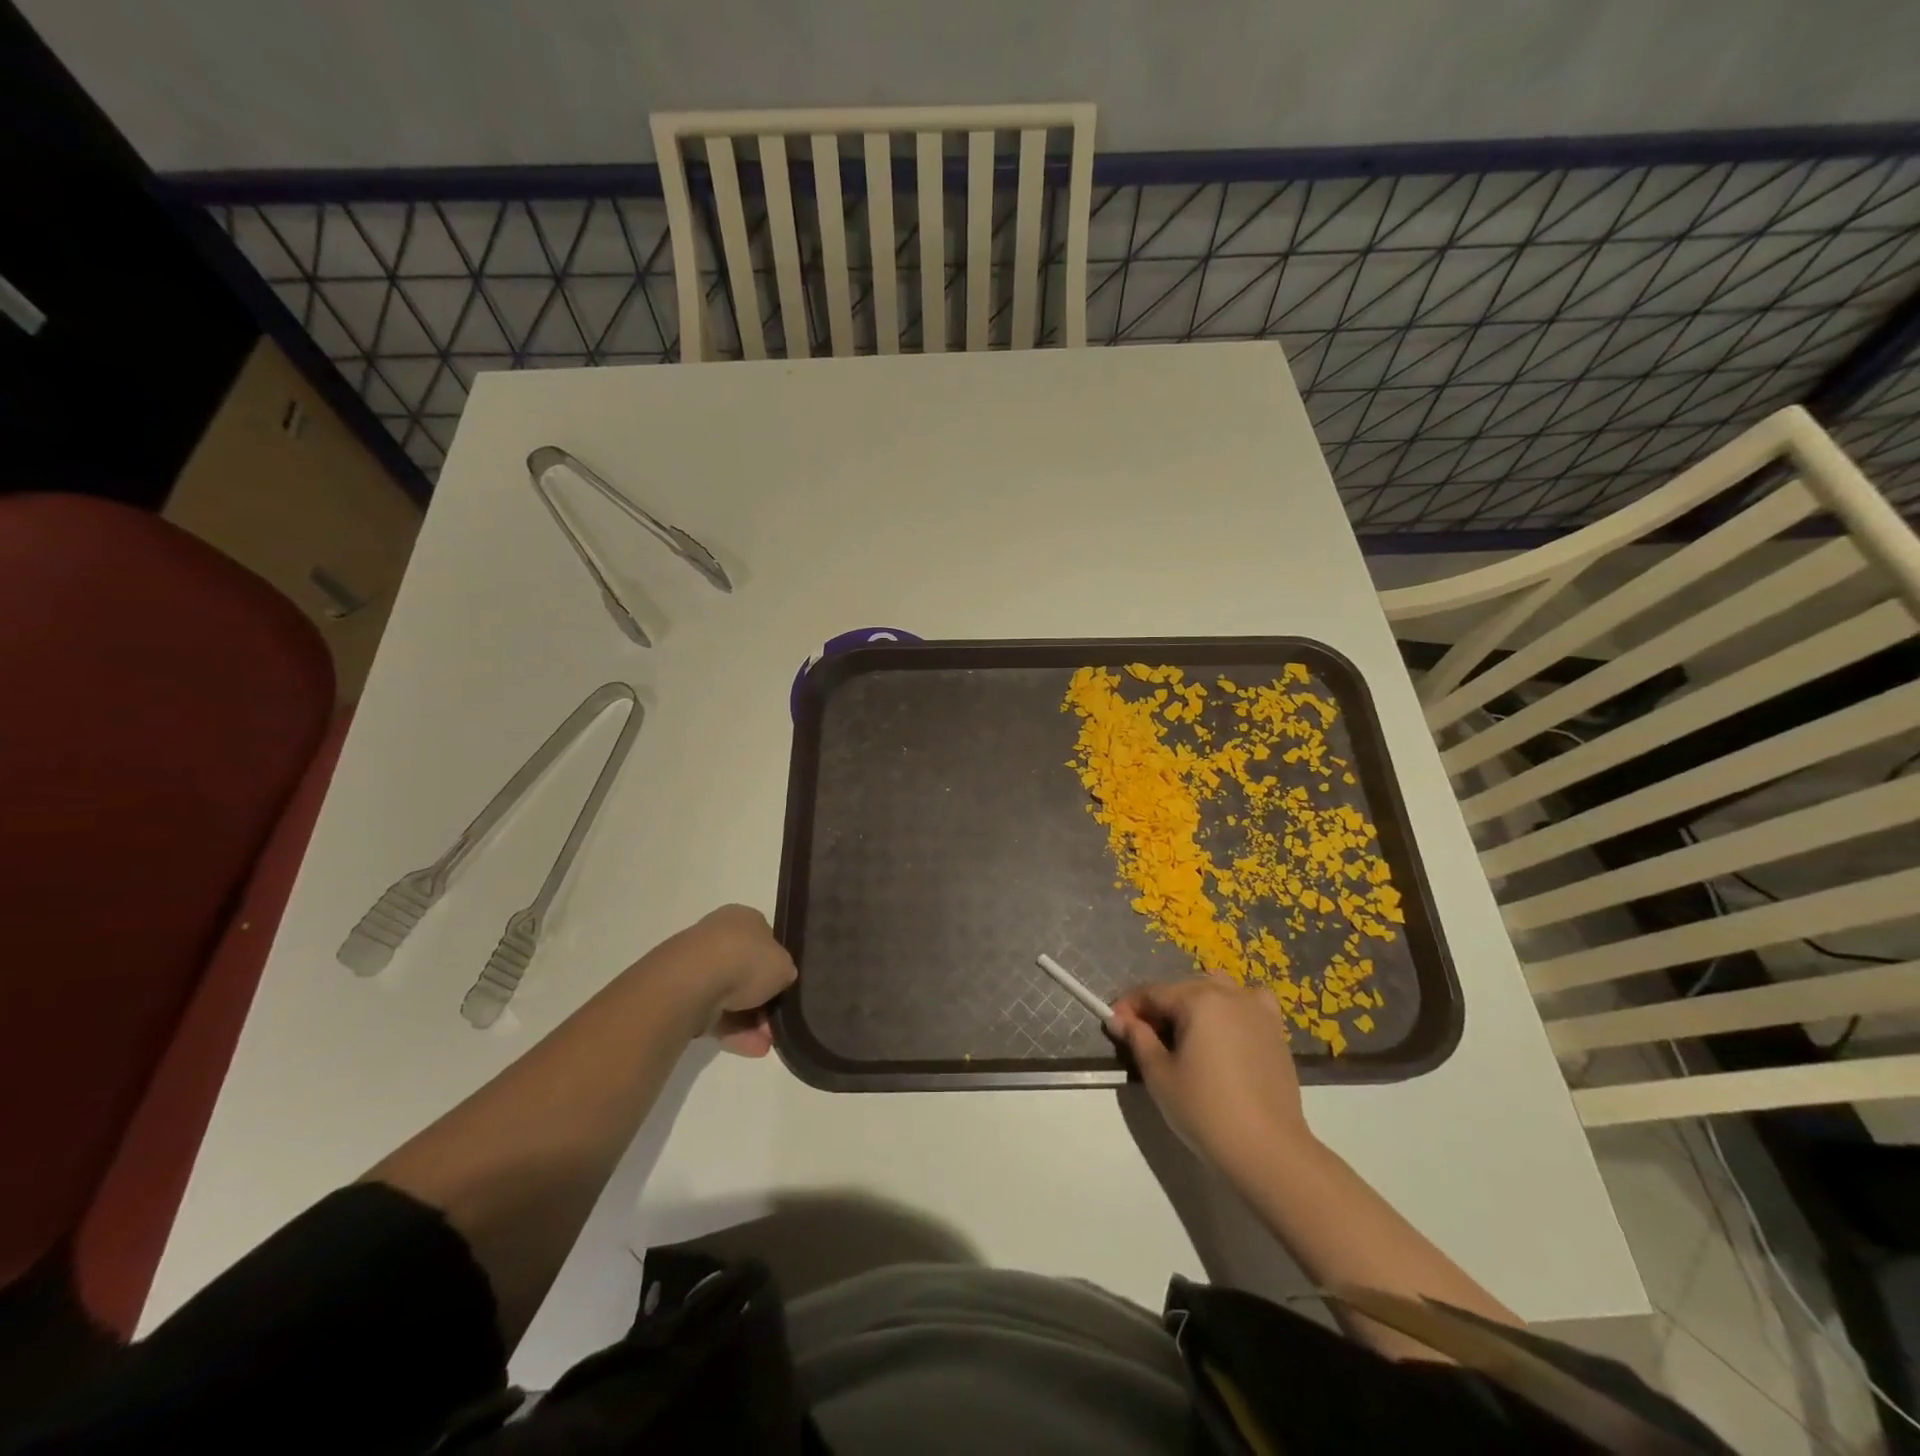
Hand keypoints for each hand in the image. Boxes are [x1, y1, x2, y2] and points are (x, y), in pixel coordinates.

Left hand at [655, 904, 796, 1057]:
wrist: (693, 981)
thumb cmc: (746, 960)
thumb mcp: (784, 965)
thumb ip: (785, 971)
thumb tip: (781, 979)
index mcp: (743, 918)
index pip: (765, 940)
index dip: (777, 965)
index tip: (786, 988)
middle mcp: (718, 936)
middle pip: (746, 971)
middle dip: (763, 1000)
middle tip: (777, 1021)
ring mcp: (696, 966)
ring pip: (730, 996)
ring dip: (751, 1021)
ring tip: (767, 1043)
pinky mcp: (681, 995)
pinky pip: (713, 1014)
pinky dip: (733, 1031)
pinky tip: (752, 1048)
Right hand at [1108, 978, 1314, 1181]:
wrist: (1268, 1150)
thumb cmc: (1205, 1110)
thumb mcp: (1160, 1075)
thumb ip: (1138, 1039)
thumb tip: (1119, 1020)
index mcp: (1197, 1000)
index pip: (1153, 993)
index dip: (1129, 1007)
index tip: (1113, 1024)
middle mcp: (1228, 994)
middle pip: (1183, 989)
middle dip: (1160, 1007)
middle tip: (1145, 1036)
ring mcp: (1257, 1010)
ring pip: (1217, 989)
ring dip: (1195, 1002)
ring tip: (1186, 1032)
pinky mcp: (1276, 1031)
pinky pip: (1250, 1002)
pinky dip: (1233, 1007)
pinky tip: (1227, 1030)